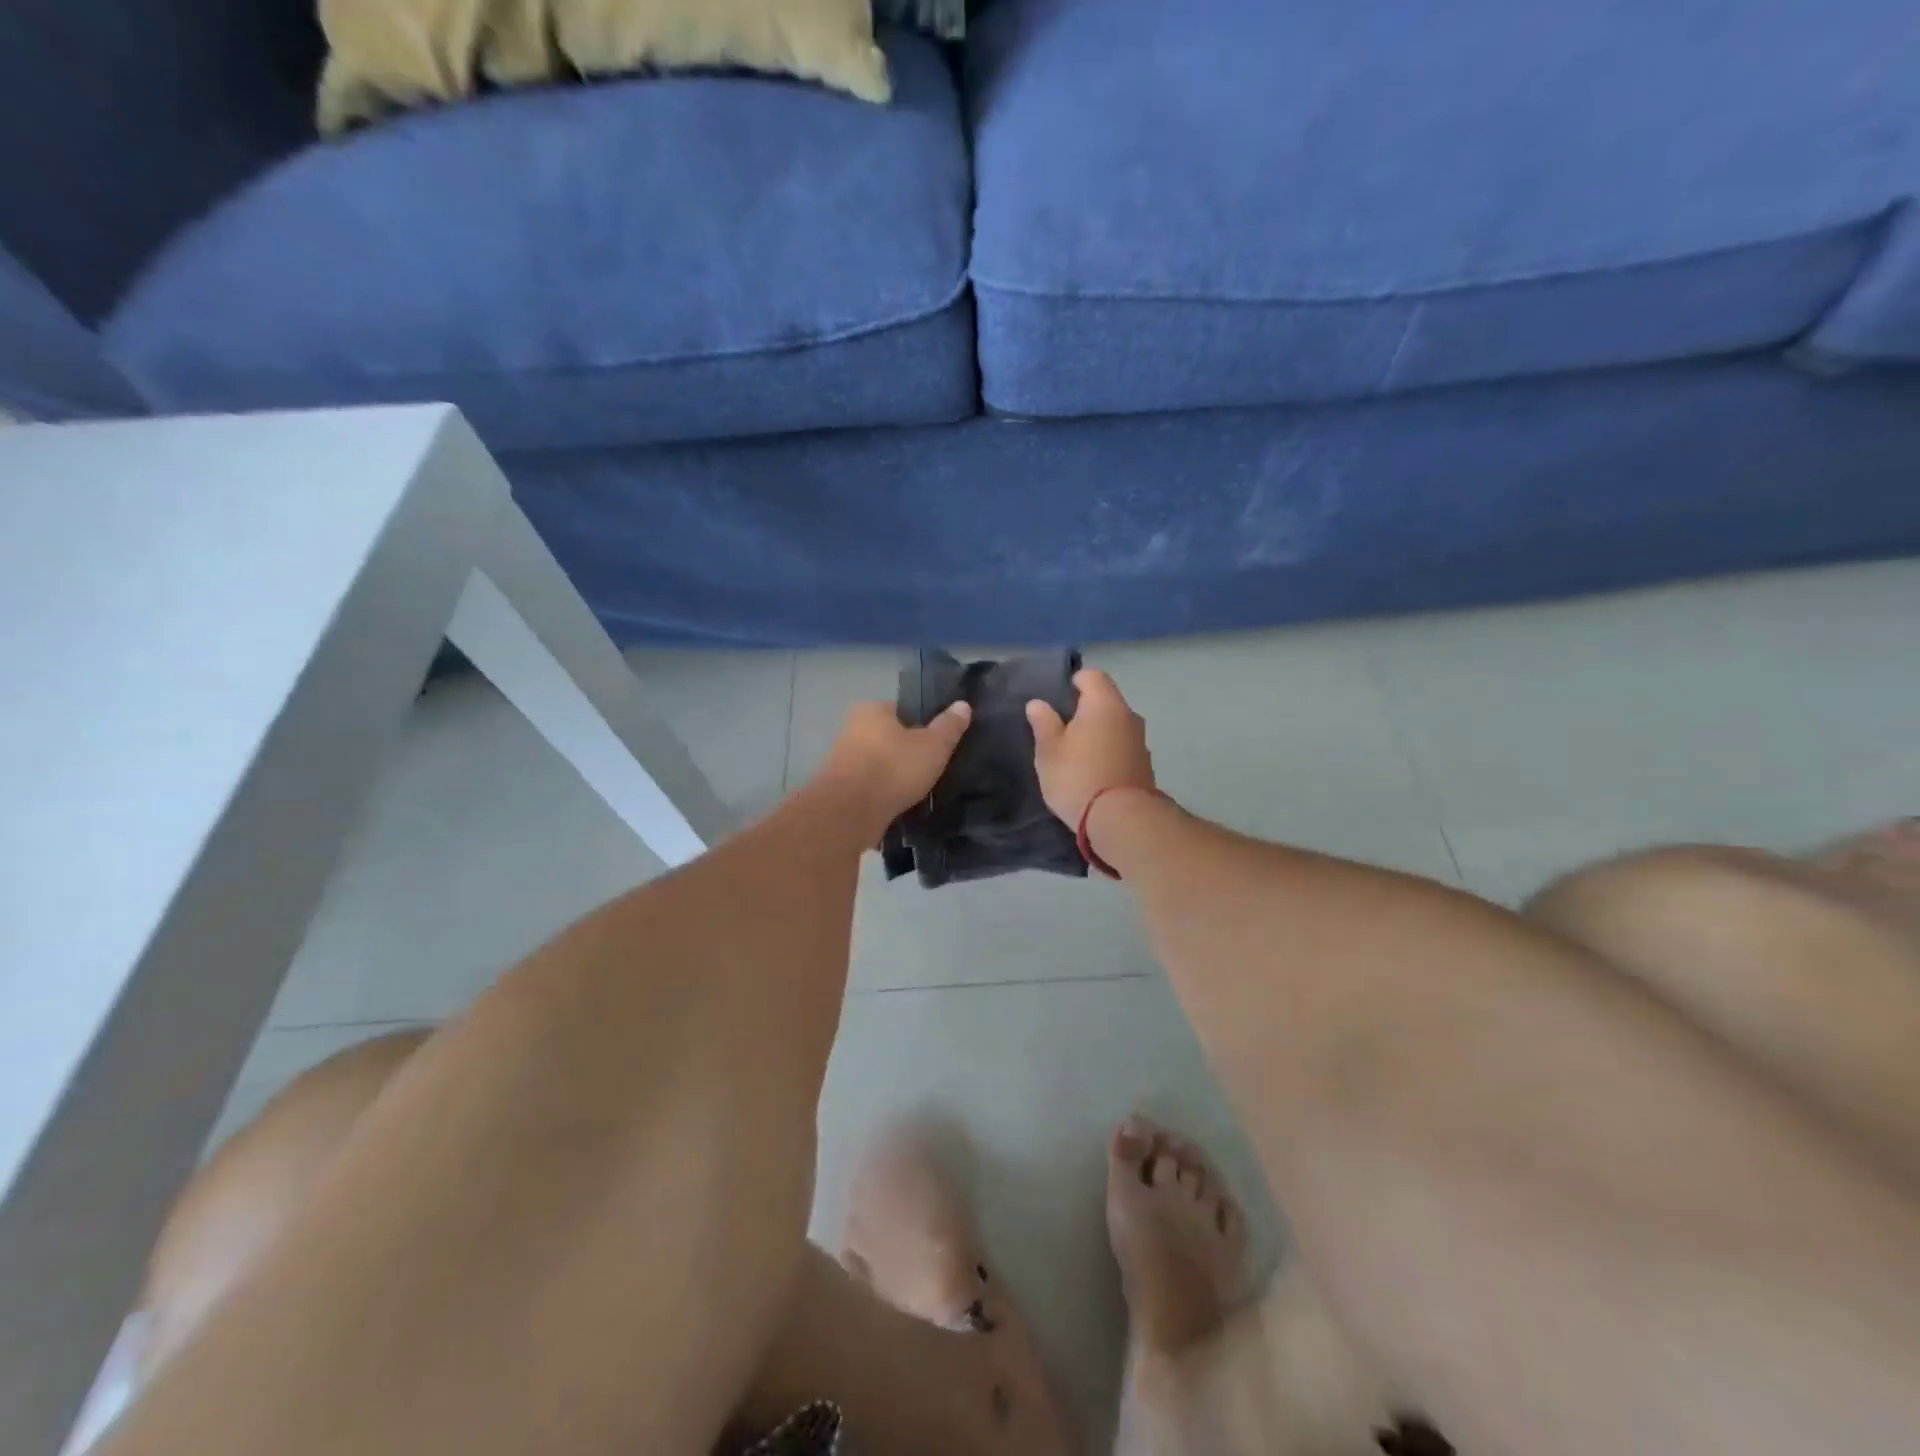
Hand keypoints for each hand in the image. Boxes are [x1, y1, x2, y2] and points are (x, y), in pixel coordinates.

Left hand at [813, 699, 972, 834]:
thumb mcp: (933, 745)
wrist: (849, 812)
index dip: (923, 724)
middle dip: (907, 751)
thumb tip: (963, 704)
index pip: (902, 710)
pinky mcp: (839, 789)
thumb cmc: (893, 768)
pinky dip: (883, 793)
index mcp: (871, 709)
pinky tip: (900, 804)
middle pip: (889, 737)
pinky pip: (870, 786)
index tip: (939, 742)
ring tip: (919, 789)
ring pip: (879, 763)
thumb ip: (949, 726)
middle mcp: (851, 728)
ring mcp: (842, 759)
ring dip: (894, 774)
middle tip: (932, 767)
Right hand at [1026, 669, 1154, 826]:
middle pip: (1106, 701)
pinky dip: (1109, 753)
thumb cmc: (1077, 777)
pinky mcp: (1145, 767)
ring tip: (1077, 754)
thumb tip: (1038, 703)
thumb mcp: (1049, 750)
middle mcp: (1129, 716)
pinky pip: (1123, 748)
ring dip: (1099, 733)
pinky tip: (1094, 772)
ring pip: (1116, 726)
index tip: (1057, 701)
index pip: (1092, 676)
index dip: (1073, 682)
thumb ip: (1043, 722)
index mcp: (1105, 704)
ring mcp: (1141, 742)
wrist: (1120, 820)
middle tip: (1062, 729)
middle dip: (1085, 710)